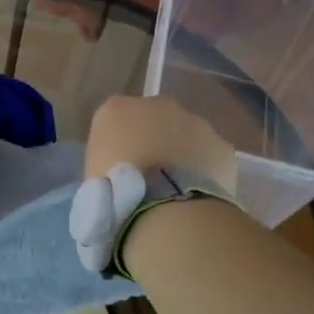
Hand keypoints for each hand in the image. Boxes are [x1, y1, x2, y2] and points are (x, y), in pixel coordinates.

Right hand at [84, 95, 235, 186]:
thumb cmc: (114, 195)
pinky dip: (204, 169)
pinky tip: (196, 193)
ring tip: (174, 189)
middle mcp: (156, 105)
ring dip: (181, 153)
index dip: (118, 146)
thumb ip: (105, 161)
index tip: (119, 170)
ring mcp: (194, 121)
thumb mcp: (92, 176)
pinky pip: (209, 155)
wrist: (164, 209)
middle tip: (149, 177)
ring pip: (186, 134)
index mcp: (116, 110)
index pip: (114, 121)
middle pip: (154, 120)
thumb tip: (120, 171)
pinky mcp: (221, 144)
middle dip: (153, 141)